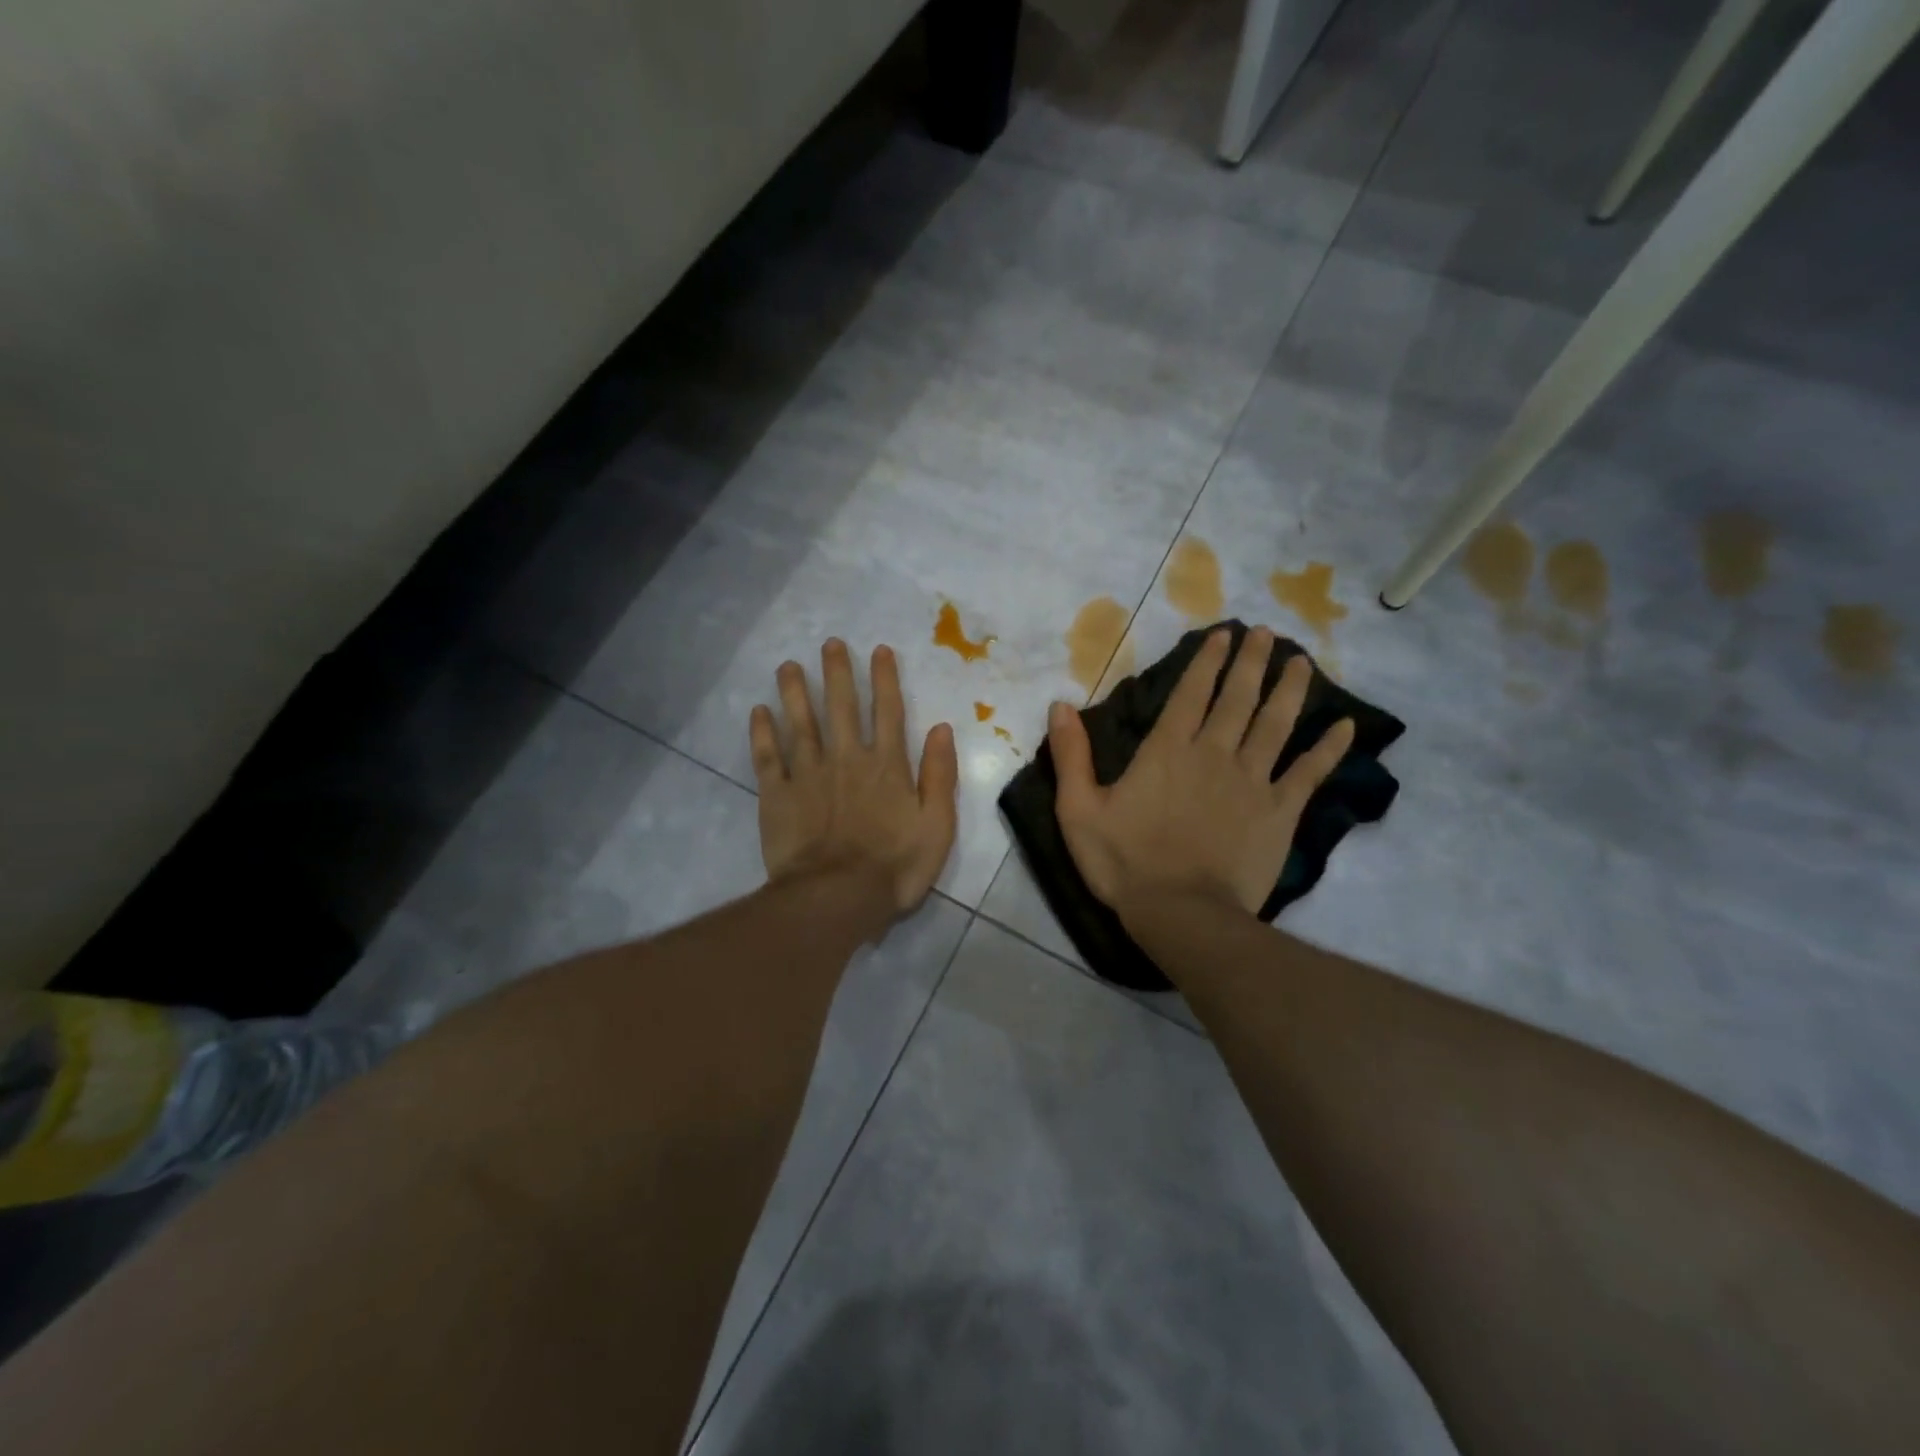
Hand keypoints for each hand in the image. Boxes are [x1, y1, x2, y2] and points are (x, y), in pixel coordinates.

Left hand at [750, 639, 958, 919]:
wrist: (837, 898)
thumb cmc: (895, 866)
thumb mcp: (937, 825)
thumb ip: (939, 775)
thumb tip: (942, 728)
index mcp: (886, 766)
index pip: (888, 711)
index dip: (884, 679)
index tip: (878, 650)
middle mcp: (846, 759)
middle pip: (841, 707)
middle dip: (837, 673)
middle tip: (829, 643)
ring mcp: (809, 775)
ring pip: (801, 723)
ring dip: (795, 692)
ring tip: (788, 665)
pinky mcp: (778, 795)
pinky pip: (768, 757)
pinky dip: (762, 733)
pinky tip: (759, 712)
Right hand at [1048, 626, 1353, 920]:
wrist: (1182, 913)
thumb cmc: (1124, 862)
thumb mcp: (1078, 810)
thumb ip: (1071, 756)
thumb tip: (1059, 705)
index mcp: (1167, 751)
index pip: (1190, 694)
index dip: (1207, 662)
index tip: (1223, 635)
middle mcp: (1213, 754)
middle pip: (1237, 699)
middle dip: (1251, 663)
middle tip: (1266, 634)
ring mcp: (1252, 781)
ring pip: (1275, 724)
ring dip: (1289, 690)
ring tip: (1301, 661)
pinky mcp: (1279, 812)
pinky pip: (1309, 773)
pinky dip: (1329, 749)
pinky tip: (1346, 727)